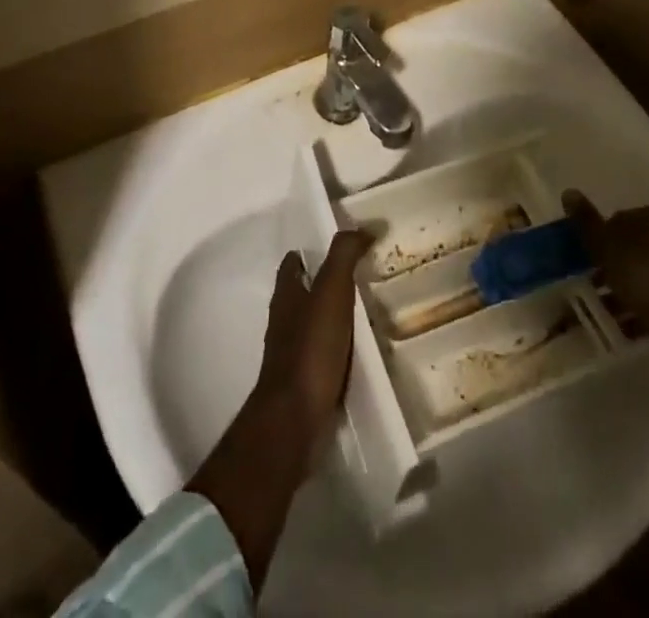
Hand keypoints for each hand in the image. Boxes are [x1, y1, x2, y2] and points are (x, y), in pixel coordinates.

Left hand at [187, 229, 372, 587]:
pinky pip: (322, 358)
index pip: (293, 265)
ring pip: (312, 327)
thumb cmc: (310, 349)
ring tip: (365, 315)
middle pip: (301, 295)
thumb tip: (364, 227)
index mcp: (286, 296)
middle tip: (358, 279)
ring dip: (332, 320)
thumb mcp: (331, 292)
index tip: (337, 247)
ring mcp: (291, 356)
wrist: (294, 421)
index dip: (310, 253)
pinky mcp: (303, 385)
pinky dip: (337, 351)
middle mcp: (283, 322)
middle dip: (323, 286)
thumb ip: (344, 256)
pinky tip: (358, 355)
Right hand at [564, 191, 648, 358]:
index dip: (598, 239)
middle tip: (591, 283)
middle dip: (611, 265)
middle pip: (632, 247)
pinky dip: (641, 307)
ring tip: (604, 308)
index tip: (584, 259)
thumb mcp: (609, 248)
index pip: (618, 219)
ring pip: (644, 273)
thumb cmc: (647, 277)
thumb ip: (588, 223)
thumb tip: (568, 191)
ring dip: (624, 288)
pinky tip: (625, 324)